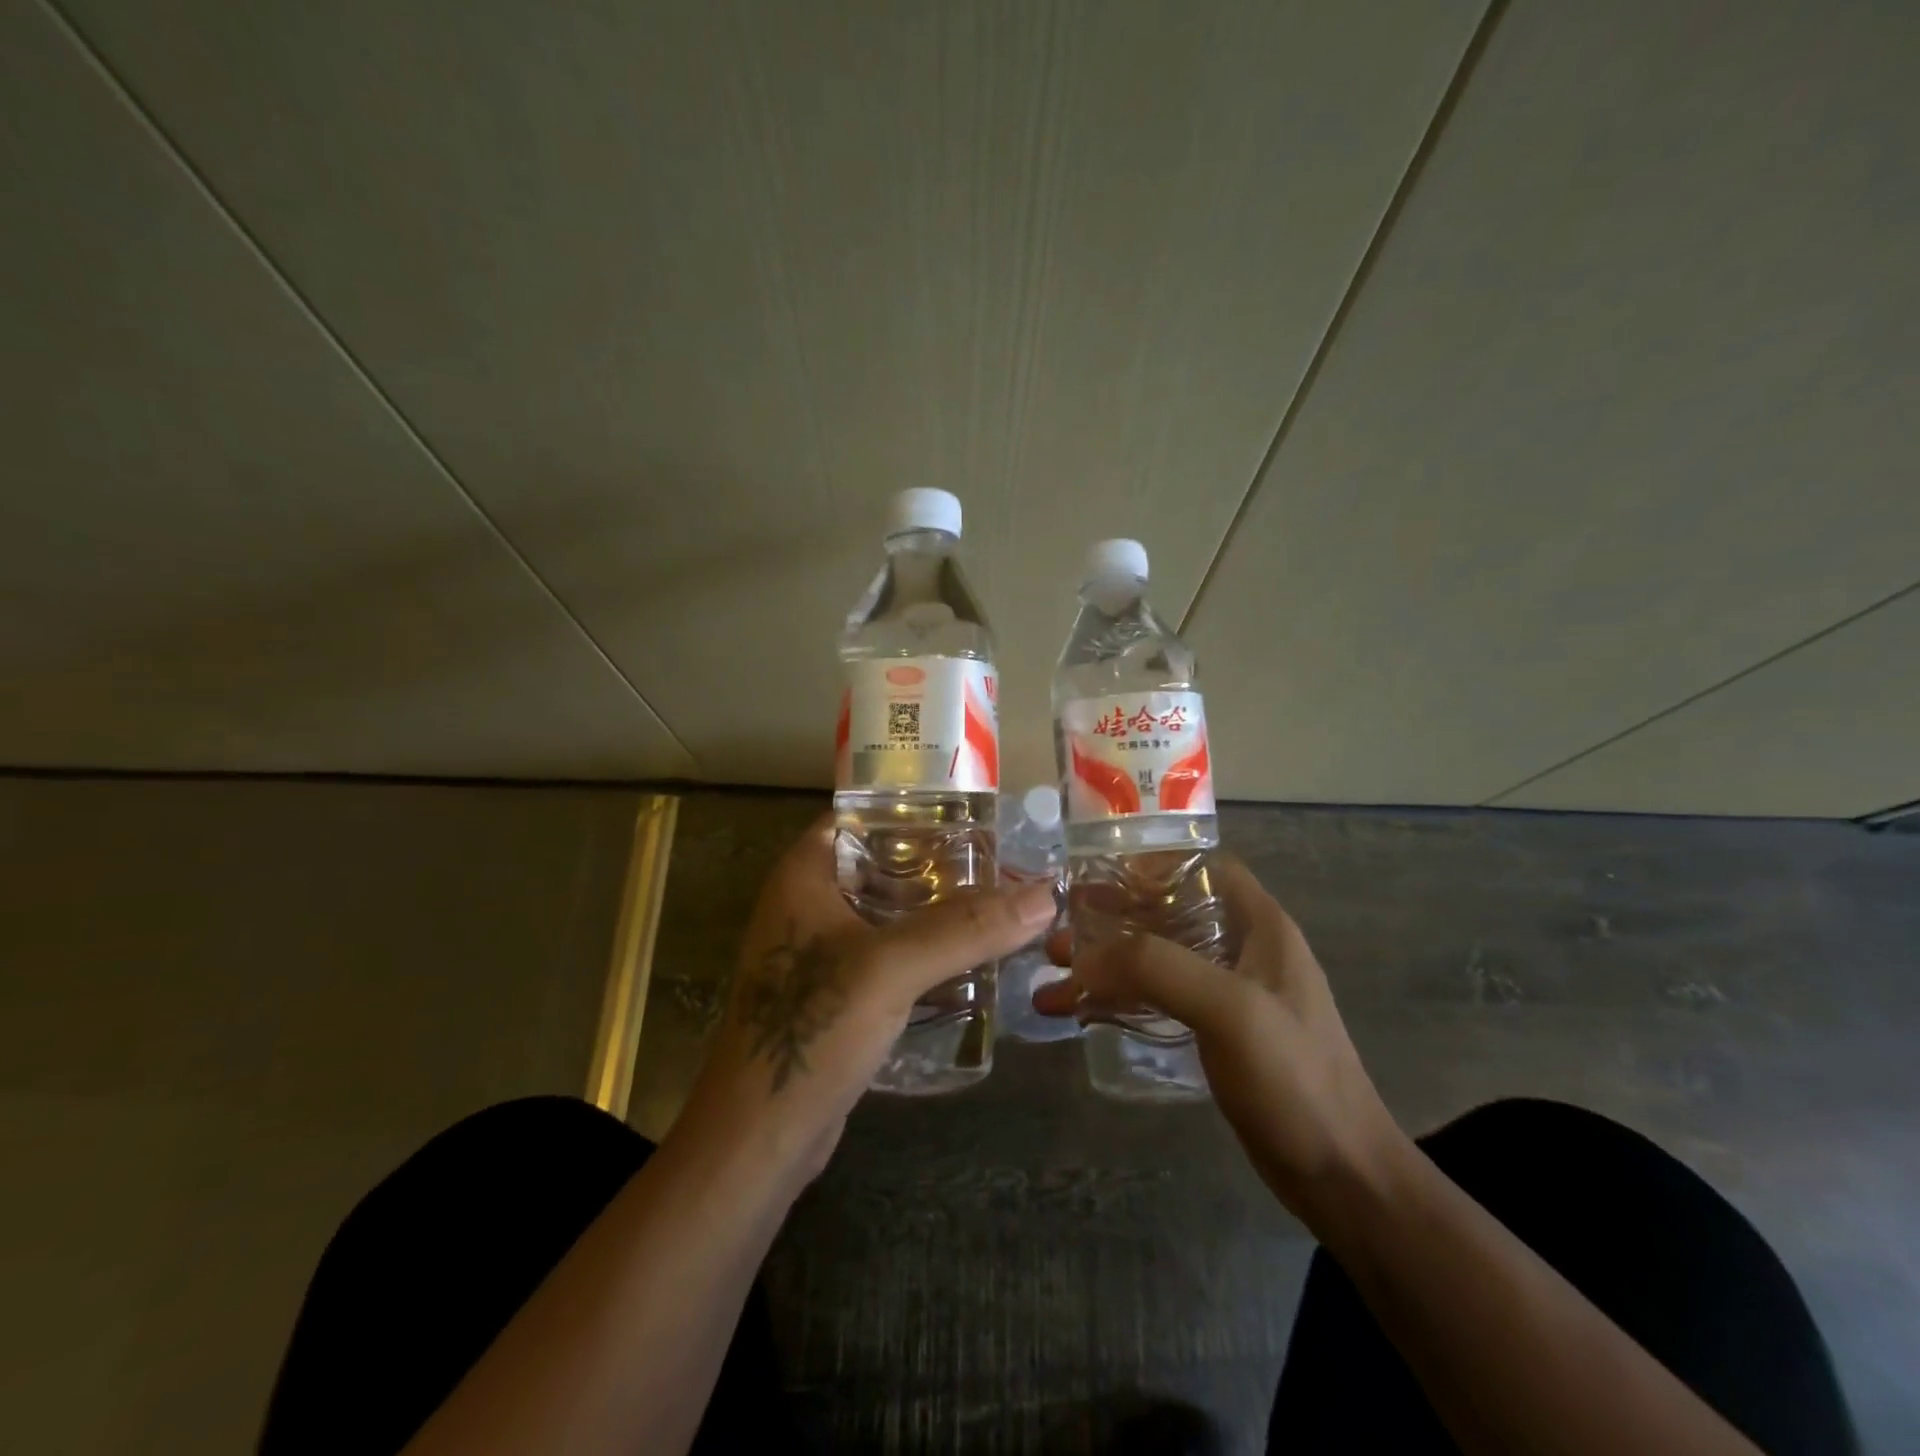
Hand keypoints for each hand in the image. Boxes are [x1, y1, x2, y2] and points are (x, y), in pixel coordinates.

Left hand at [681, 814, 1056, 1182]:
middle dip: (942, 865)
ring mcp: (823, 952)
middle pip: (885, 865)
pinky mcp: (838, 995)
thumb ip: (967, 928)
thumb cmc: (812, 1029)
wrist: (759, 1139)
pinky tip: (974, 960)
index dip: (916, 810)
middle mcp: (810, 903)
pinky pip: (892, 956)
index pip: (863, 816)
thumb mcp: (891, 967)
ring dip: (939, 912)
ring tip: (1003, 907)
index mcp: (806, 875)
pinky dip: (928, 953)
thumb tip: (1046, 894)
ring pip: (891, 914)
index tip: (975, 816)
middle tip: (1005, 865)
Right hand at [1034, 856, 1408, 1230]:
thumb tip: (1083, 958)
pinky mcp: (1216, 1033)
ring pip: (1157, 958)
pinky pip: (1158, 999)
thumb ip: (1156, 967)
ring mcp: (1230, 994)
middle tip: (1062, 931)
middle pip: (1168, 912)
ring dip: (1107, 962)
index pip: (1201, 867)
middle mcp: (1243, 949)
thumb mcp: (1228, 1008)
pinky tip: (1079, 1013)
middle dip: (1112, 918)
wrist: (1340, 1178)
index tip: (1097, 878)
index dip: (1150, 864)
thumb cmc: (1294, 1078)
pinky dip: (1118, 1000)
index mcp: (1259, 925)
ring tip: (1054, 973)